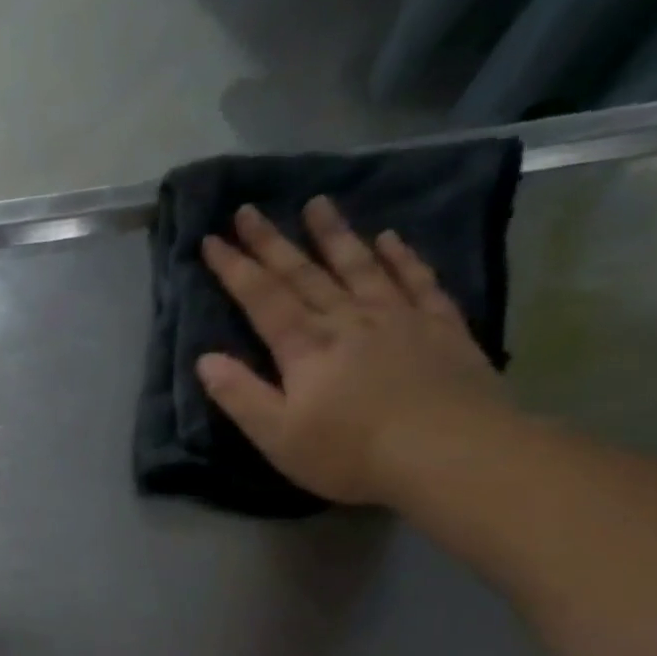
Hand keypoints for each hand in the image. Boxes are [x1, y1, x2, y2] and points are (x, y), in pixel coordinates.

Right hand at [198, 195, 509, 506]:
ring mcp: (398, 318)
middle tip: (249, 209)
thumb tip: (205, 359)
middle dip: (272, 241)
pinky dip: (400, 256)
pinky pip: (416, 280)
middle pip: (304, 273)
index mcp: (305, 347)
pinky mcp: (439, 326)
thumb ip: (240, 395)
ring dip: (335, 234)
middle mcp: (348, 320)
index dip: (234, 268)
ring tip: (318, 203)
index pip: (262, 298)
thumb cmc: (349, 452)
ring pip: (359, 266)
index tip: (212, 239)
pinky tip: (390, 239)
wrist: (452, 453)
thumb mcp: (276, 436)